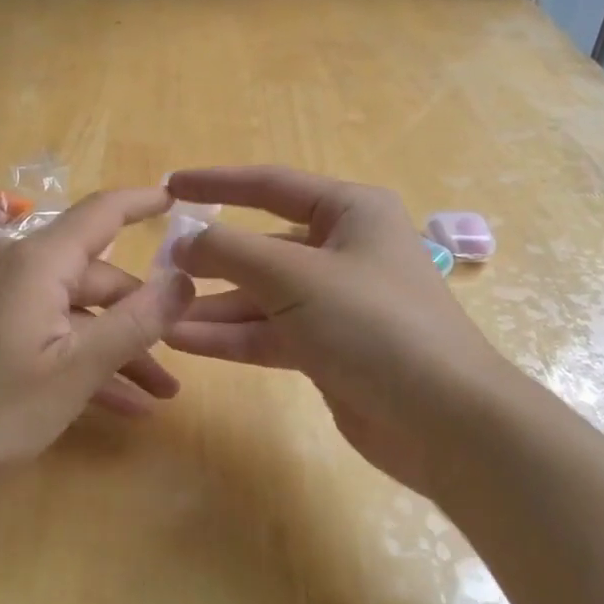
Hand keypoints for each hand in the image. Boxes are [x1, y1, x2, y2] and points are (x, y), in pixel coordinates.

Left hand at [0, 186, 195, 488]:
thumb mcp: (75, 370)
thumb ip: (136, 322)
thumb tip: (184, 279)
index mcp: (39, 261)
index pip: (103, 211)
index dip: (143, 202)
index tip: (179, 199)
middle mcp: (19, 267)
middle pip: (97, 275)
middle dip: (142, 315)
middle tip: (183, 355)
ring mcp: (1, 298)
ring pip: (77, 311)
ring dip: (118, 347)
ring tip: (160, 393)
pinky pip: (50, 330)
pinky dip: (83, 358)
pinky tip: (122, 405)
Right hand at [163, 166, 505, 493]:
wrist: (444, 420)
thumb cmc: (373, 323)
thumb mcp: (295, 275)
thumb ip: (231, 252)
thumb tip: (183, 242)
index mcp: (350, 212)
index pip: (271, 185)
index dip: (217, 183)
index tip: (170, 186)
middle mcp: (343, 249)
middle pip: (263, 245)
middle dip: (213, 258)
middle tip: (159, 267)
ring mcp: (336, 302)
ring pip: (262, 295)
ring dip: (214, 305)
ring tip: (159, 313)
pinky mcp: (329, 348)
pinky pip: (270, 332)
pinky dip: (232, 336)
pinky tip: (185, 341)